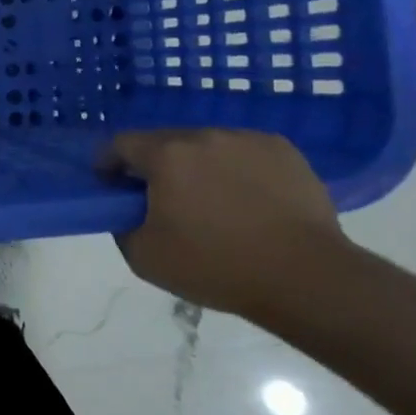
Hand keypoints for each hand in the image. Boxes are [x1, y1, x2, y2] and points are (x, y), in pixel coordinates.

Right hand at [97, 129, 345, 316]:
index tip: (113, 188)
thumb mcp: (145, 257)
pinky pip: (243, 153)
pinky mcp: (282, 150)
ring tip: (213, 204)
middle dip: (155, 166)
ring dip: (197, 166)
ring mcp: (246, 139)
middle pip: (164, 142)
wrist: (307, 278)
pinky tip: (249, 202)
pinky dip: (236, 170)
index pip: (120, 144)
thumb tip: (126, 210)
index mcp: (166, 155)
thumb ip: (121, 224)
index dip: (108, 164)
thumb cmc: (217, 267)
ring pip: (206, 146)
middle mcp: (204, 135)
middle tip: (164, 202)